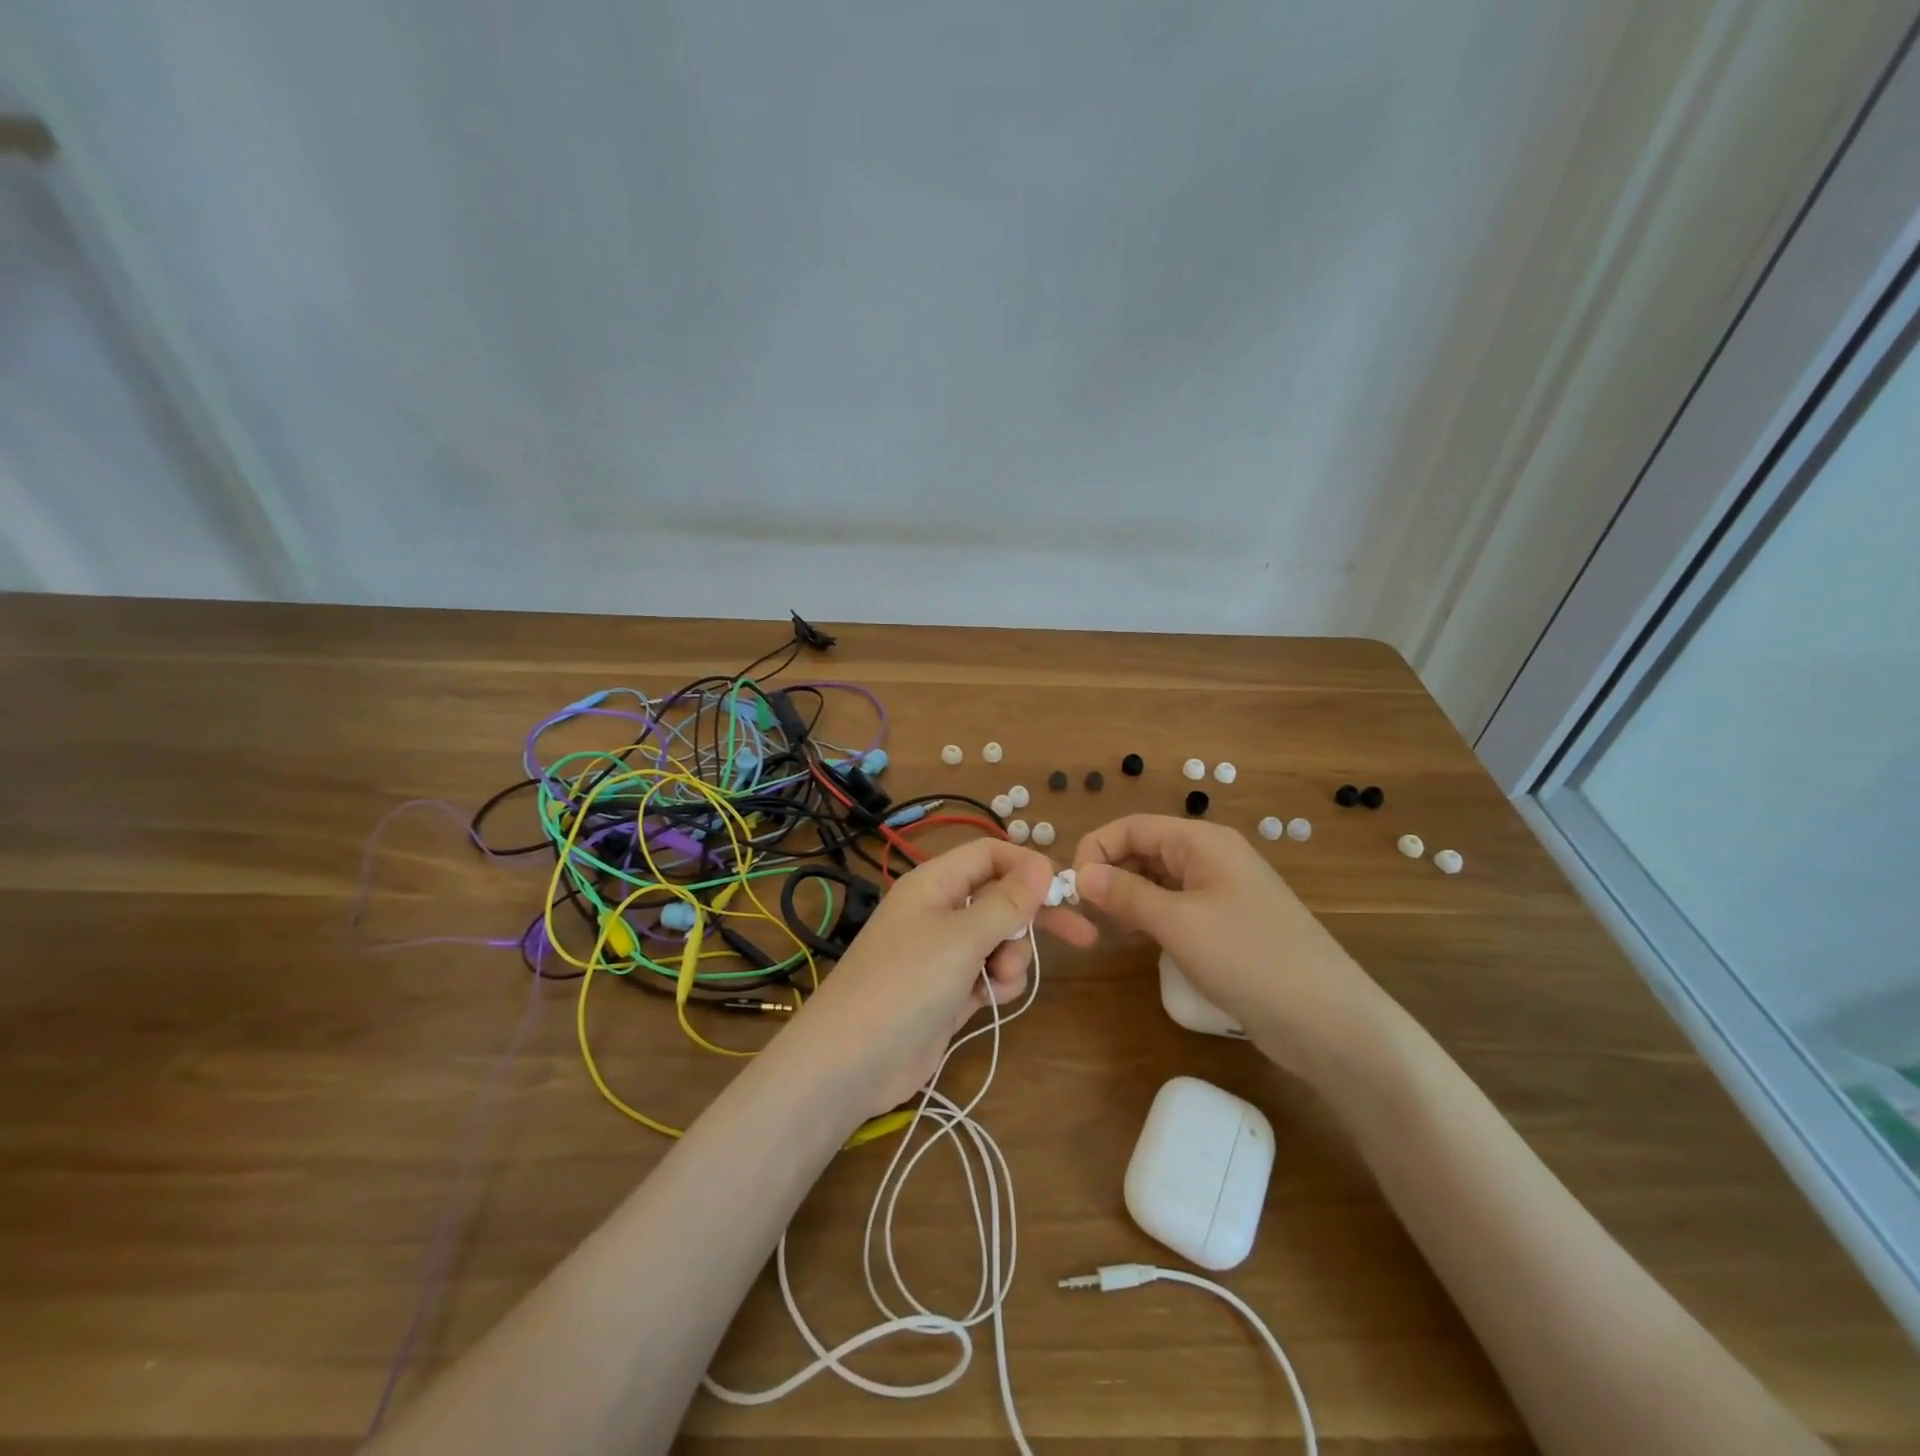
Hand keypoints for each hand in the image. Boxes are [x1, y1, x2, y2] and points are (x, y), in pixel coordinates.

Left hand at [781, 839, 1094, 1116]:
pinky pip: (987, 975)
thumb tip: (1042, 862)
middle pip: (1000, 900)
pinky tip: (986, 1001)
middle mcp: (940, 912)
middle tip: (1082, 935)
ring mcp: (943, 954)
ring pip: (999, 942)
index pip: (989, 854)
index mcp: (935, 883)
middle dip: (1034, 918)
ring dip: (1011, 959)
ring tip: (996, 980)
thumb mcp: (962, 936)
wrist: (852, 1061)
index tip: (1062, 888)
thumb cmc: (907, 982)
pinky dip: (995, 985)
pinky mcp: (948, 992)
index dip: (1025, 865)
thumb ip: (1007, 901)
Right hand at [1072, 814, 1387, 1080]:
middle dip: (1111, 873)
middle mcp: (1212, 858)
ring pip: (1160, 880)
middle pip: (1146, 849)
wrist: (1329, 1022)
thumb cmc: (1249, 958)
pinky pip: (1178, 907)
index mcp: (1203, 842)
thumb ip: (1125, 894)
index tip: (1072, 887)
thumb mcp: (1178, 923)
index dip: (1097, 848)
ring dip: (1129, 896)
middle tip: (1086, 913)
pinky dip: (1152, 917)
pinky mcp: (1229, 926)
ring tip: (1109, 927)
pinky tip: (1142, 940)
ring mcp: (1223, 893)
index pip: (1134, 826)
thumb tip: (1080, 874)